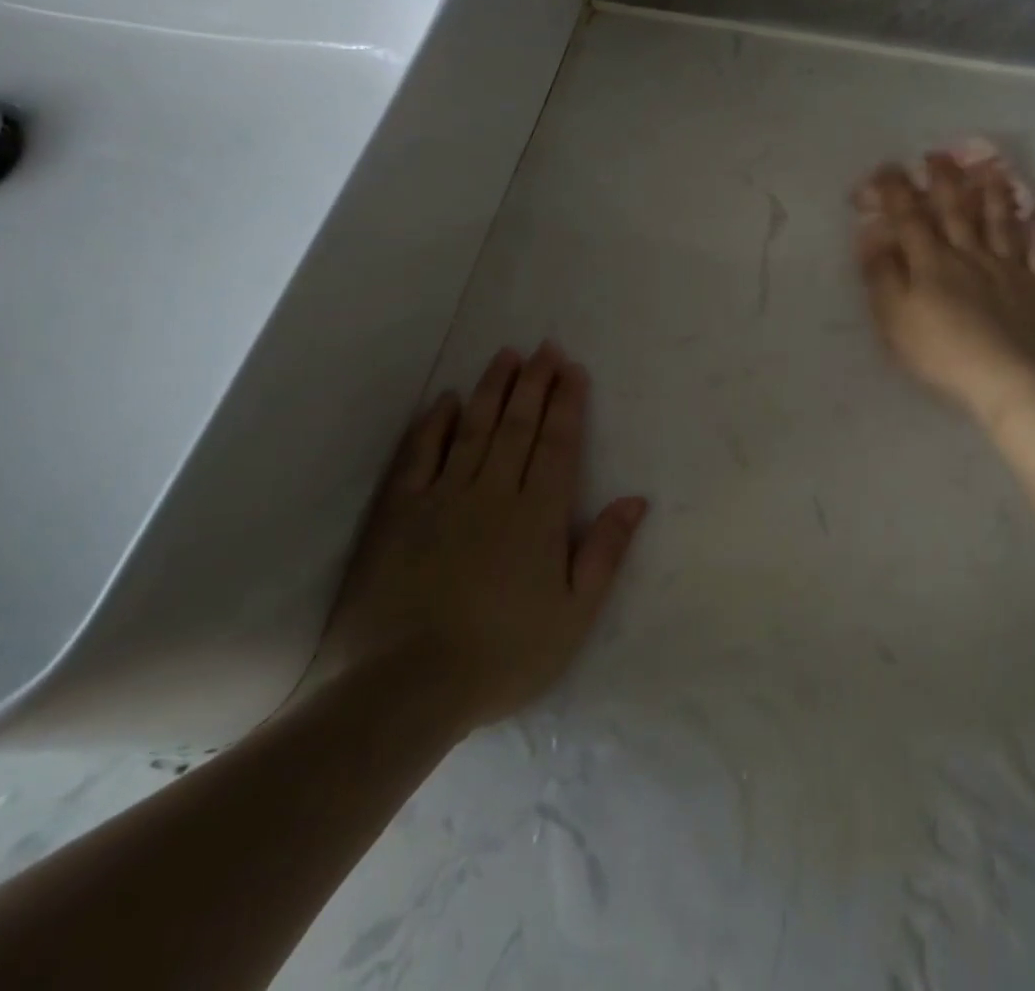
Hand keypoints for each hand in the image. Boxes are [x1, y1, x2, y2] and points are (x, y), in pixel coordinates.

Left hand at [320, 344, 648, 727]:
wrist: (404, 688)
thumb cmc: (502, 655)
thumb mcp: (574, 615)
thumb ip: (605, 552)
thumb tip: (635, 499)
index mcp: (539, 514)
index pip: (558, 443)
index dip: (567, 402)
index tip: (573, 369)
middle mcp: (494, 491)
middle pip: (519, 425)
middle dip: (535, 382)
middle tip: (545, 346)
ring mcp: (442, 497)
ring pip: (473, 428)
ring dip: (491, 389)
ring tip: (506, 356)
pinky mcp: (399, 513)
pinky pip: (418, 455)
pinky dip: (432, 424)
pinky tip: (443, 400)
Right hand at [854, 153, 1034, 419]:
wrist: (1006, 378)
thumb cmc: (940, 351)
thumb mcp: (893, 317)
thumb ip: (881, 275)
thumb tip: (872, 236)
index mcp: (932, 262)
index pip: (910, 217)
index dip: (896, 190)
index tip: (886, 168)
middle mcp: (971, 255)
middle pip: (957, 210)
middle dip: (945, 180)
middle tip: (939, 154)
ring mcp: (1010, 269)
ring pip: (1001, 224)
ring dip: (994, 196)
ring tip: (991, 172)